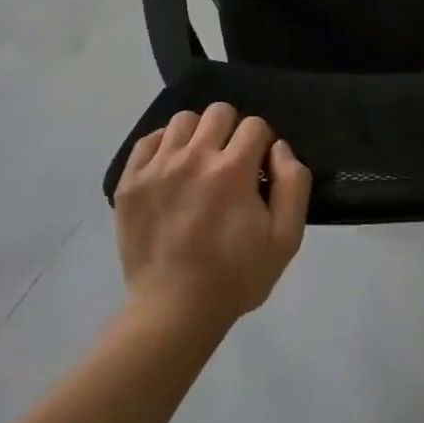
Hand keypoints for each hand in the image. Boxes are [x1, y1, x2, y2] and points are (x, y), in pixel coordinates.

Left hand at [113, 104, 310, 329]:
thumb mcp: (286, 239)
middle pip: (218, 112)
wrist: (173, 311)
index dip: (263, 145)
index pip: (255, 125)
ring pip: (182, 120)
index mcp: (232, 170)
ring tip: (199, 164)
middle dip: (232, 131)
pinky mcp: (130, 182)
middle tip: (231, 164)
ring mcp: (156, 168)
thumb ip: (293, 184)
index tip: (259, 171)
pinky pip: (148, 141)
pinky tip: (172, 170)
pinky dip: (163, 147)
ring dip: (198, 135)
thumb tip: (280, 148)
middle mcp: (193, 158)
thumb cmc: (236, 277)